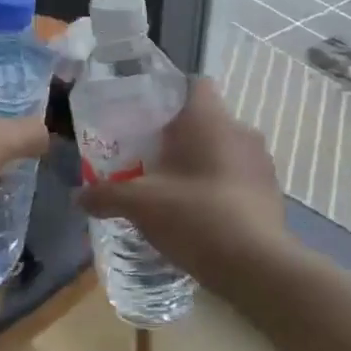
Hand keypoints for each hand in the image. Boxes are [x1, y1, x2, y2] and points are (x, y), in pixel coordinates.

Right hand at [76, 79, 285, 283]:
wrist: (256, 267)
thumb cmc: (195, 215)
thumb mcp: (140, 204)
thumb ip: (106, 195)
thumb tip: (77, 197)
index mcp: (209, 119)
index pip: (195, 84)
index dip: (171, 95)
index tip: (149, 119)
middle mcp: (240, 131)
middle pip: (207, 120)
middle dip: (181, 138)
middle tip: (152, 160)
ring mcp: (262, 162)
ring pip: (225, 150)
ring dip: (203, 164)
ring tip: (175, 191)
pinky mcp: (273, 193)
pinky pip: (241, 178)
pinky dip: (222, 189)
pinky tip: (202, 216)